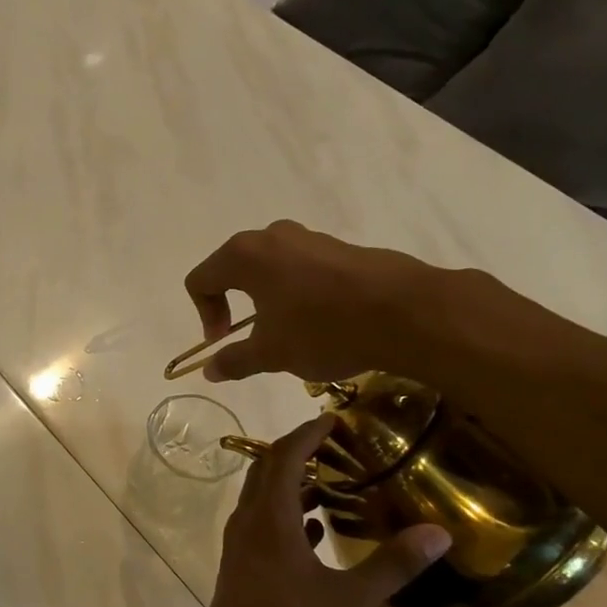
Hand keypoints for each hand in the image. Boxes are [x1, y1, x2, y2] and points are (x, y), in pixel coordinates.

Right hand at [183, 220, 453, 383]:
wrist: (406, 312)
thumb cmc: (323, 330)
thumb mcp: (272, 354)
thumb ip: (234, 360)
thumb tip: (209, 370)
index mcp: (244, 256)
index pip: (200, 280)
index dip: (204, 315)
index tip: (225, 342)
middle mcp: (271, 236)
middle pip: (233, 267)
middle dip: (234, 304)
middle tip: (250, 336)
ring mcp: (309, 237)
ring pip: (271, 267)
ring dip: (267, 298)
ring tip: (289, 332)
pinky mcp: (340, 246)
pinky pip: (303, 267)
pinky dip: (298, 292)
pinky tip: (322, 321)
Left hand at [192, 414, 450, 606]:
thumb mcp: (353, 600)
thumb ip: (393, 564)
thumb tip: (439, 532)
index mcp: (269, 517)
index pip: (285, 455)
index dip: (308, 433)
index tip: (333, 418)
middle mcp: (248, 522)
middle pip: (267, 471)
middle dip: (297, 452)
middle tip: (335, 446)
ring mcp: (239, 547)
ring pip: (263, 500)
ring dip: (292, 486)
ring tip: (332, 484)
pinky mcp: (240, 569)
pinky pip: (262, 527)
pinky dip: (287, 517)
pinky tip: (314, 533)